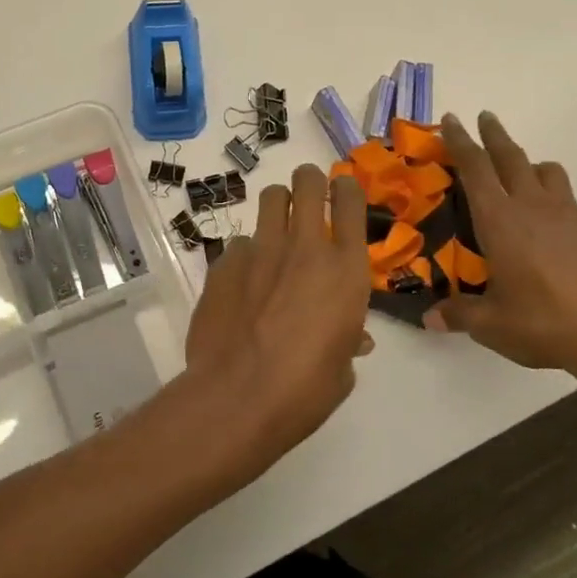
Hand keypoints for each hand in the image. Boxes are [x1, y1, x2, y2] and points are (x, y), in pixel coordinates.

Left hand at [179, 164, 372, 476]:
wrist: (237, 397)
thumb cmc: (305, 390)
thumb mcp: (341, 368)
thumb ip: (347, 338)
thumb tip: (353, 338)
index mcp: (345, 269)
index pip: (350, 201)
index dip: (346, 189)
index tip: (342, 192)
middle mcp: (304, 247)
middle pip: (307, 181)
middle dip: (309, 182)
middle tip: (308, 198)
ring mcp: (260, 250)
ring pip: (270, 198)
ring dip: (277, 207)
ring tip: (275, 232)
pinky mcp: (224, 262)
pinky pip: (239, 244)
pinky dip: (246, 255)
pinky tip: (242, 283)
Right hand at [426, 112, 576, 387]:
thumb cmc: (545, 325)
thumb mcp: (491, 326)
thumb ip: (459, 315)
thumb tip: (430, 319)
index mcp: (501, 221)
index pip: (475, 169)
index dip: (461, 142)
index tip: (452, 120)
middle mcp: (535, 209)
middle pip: (512, 158)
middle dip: (495, 135)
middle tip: (485, 117)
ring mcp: (573, 220)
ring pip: (550, 175)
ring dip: (532, 165)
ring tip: (523, 172)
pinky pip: (573, 210)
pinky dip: (559, 210)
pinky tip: (557, 240)